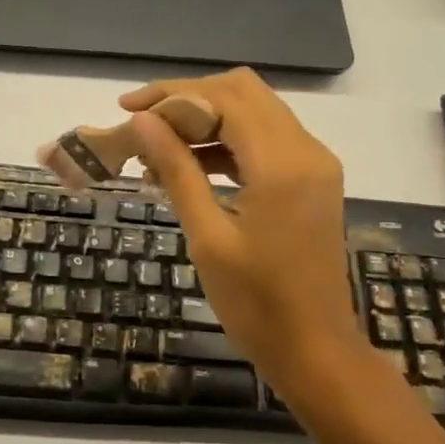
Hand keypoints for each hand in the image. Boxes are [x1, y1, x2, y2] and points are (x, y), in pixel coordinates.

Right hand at [123, 71, 360, 388]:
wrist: (316, 352)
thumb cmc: (256, 304)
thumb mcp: (208, 237)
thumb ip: (177, 170)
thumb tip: (143, 121)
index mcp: (282, 164)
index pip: (225, 97)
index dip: (173, 95)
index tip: (127, 109)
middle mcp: (307, 150)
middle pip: (244, 92)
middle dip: (189, 98)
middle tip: (143, 122)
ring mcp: (315, 164)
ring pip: (255, 111)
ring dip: (207, 118)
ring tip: (157, 148)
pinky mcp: (312, 180)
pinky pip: (266, 140)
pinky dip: (227, 142)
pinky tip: (189, 166)